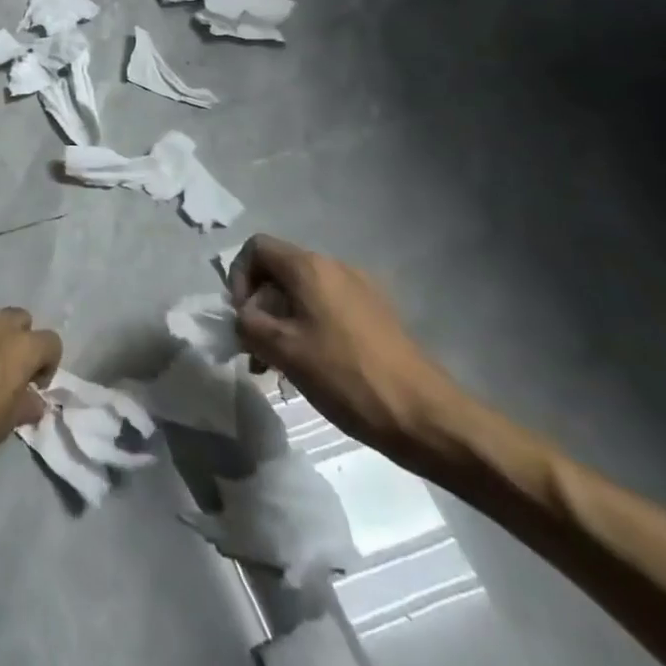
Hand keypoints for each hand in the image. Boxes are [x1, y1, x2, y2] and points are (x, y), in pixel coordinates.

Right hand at [228, 235, 469, 462]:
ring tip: (279, 364)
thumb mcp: (283, 350)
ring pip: (303, 293)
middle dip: (259, 305)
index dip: (238, 277)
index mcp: (310, 268)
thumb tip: (243, 317)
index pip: (256, 248)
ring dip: (282, 321)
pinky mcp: (377, 315)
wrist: (427, 417)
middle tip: (256, 348)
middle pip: (279, 270)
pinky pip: (328, 308)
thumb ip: (248, 324)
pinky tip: (312, 366)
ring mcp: (361, 290)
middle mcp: (335, 267)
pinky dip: (309, 328)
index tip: (243, 317)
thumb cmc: (346, 376)